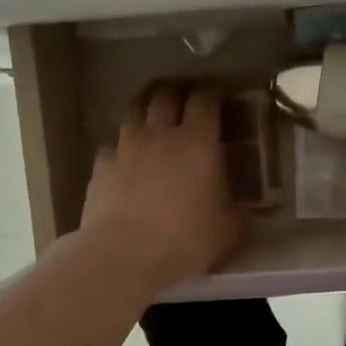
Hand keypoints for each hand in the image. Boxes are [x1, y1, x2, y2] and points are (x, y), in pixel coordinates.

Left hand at [80, 83, 246, 290]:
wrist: (125, 254)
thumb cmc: (185, 238)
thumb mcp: (227, 229)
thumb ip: (237, 211)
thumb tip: (245, 207)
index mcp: (197, 142)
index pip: (205, 101)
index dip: (212, 93)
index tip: (218, 96)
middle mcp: (160, 134)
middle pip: (165, 95)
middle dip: (176, 91)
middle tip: (184, 98)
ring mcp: (126, 146)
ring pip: (133, 110)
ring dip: (145, 108)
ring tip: (152, 115)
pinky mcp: (101, 165)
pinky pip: (111, 143)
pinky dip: (120, 143)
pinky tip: (124, 155)